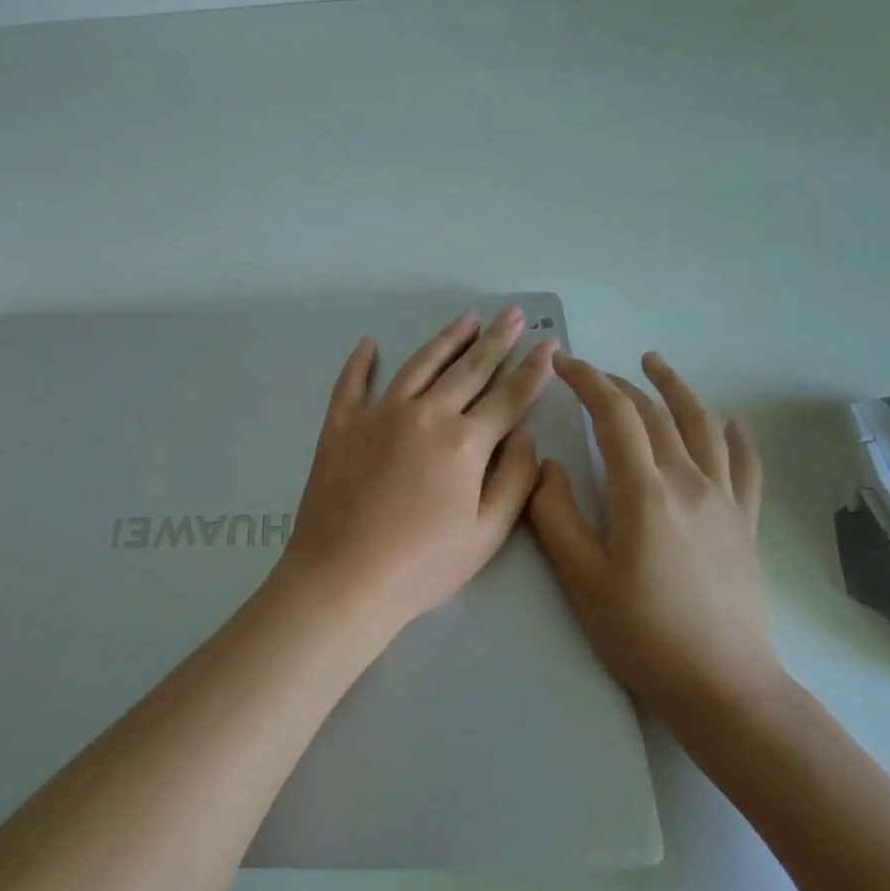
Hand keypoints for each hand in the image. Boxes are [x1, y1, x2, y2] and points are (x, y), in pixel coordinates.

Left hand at [281, 307, 556, 638]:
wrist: (342, 576)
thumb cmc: (421, 565)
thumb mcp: (486, 534)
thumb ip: (514, 479)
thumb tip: (524, 435)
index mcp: (464, 442)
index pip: (509, 397)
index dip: (533, 370)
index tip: (549, 344)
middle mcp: (424, 414)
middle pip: (469, 369)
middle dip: (496, 340)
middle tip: (513, 313)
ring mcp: (378, 414)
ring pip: (419, 365)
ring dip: (446, 339)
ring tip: (467, 318)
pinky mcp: (340, 424)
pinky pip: (351, 382)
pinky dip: (360, 361)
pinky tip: (368, 343)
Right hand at [527, 351, 781, 730]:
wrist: (723, 687)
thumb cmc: (642, 633)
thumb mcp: (580, 577)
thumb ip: (555, 514)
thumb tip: (547, 465)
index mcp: (645, 491)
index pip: (614, 415)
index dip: (586, 380)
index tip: (562, 362)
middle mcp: (689, 481)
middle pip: (653, 414)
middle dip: (617, 384)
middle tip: (588, 373)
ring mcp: (723, 500)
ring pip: (702, 426)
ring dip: (676, 389)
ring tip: (655, 363)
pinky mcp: (744, 523)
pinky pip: (746, 468)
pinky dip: (738, 437)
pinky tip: (733, 422)